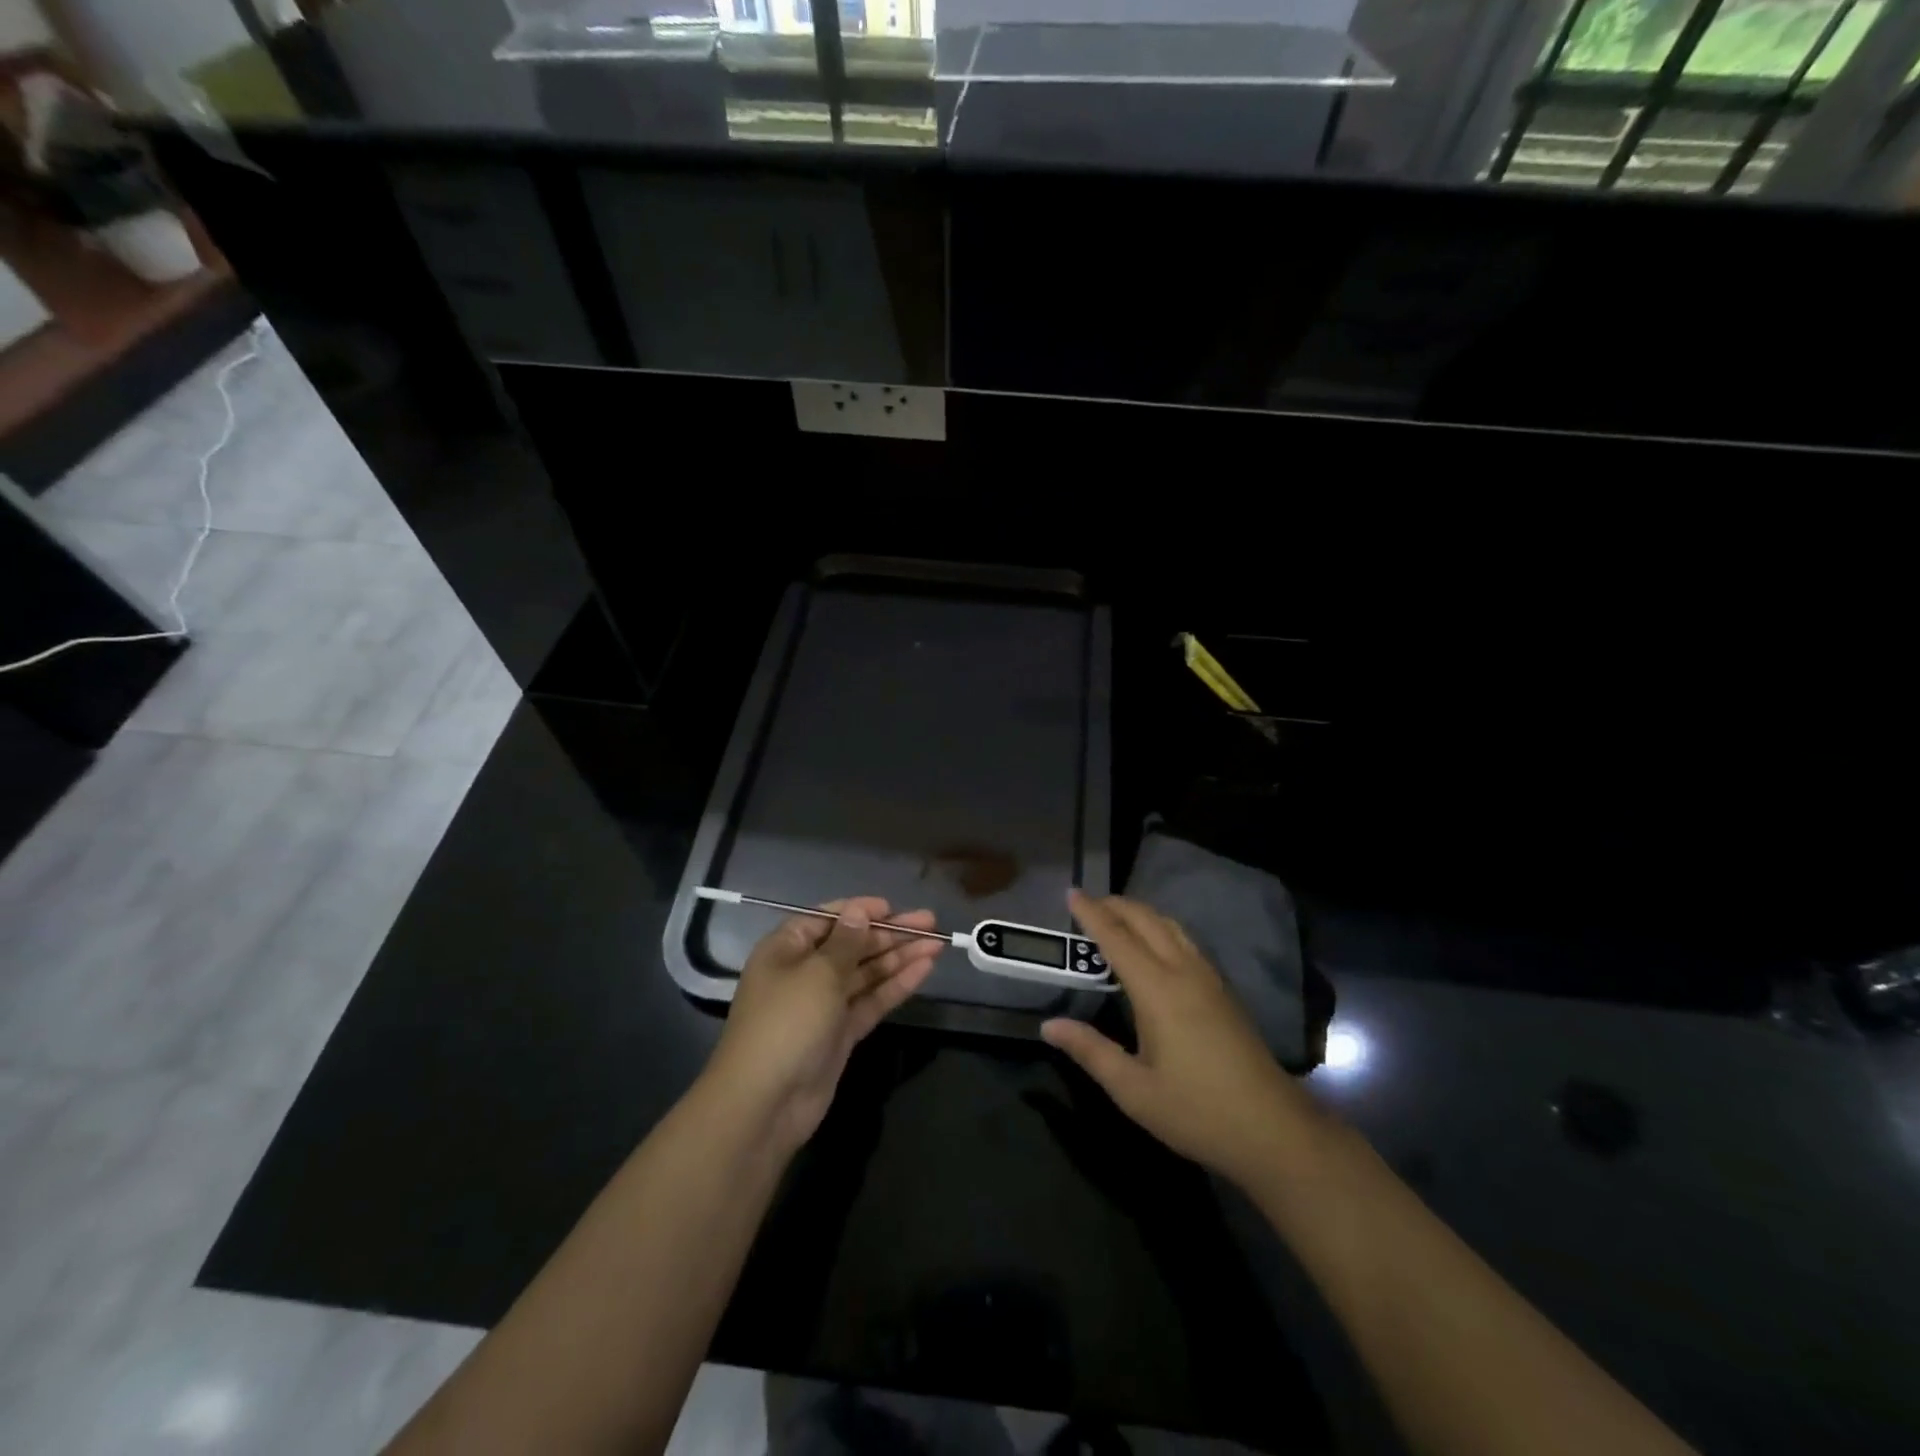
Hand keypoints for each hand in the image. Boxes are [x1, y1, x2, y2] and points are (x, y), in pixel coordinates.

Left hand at [705, 898, 940, 1153]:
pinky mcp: (840, 1033)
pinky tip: (923, 970)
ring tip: (937, 944)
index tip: (893, 907)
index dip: (860, 911)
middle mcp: (804, 972)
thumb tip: (858, 911)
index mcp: (786, 949)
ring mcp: (824, 1004)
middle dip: (890, 933)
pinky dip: (895, 985)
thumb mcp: (817, 973)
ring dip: (899, 957)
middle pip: (852, 945)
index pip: (827, 919)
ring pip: (866, 973)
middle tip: (930, 923)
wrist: (765, 1103)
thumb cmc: (786, 1023)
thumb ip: (845, 942)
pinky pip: (871, 1000)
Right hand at [1041, 891, 1321, 1189]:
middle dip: (1116, 905)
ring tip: (1116, 916)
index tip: (1071, 892)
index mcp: (1158, 990)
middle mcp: (1184, 972)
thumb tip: (1049, 1026)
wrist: (1274, 1130)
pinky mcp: (1224, 991)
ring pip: (1171, 927)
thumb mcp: (1134, 1090)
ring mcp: (1209, 979)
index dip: (1092, 914)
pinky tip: (1155, 945)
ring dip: (1141, 914)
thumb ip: (1091, 1051)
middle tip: (1088, 902)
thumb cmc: (1197, 1111)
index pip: (1117, 938)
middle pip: (1147, 921)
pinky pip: (1186, 941)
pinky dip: (1161, 928)